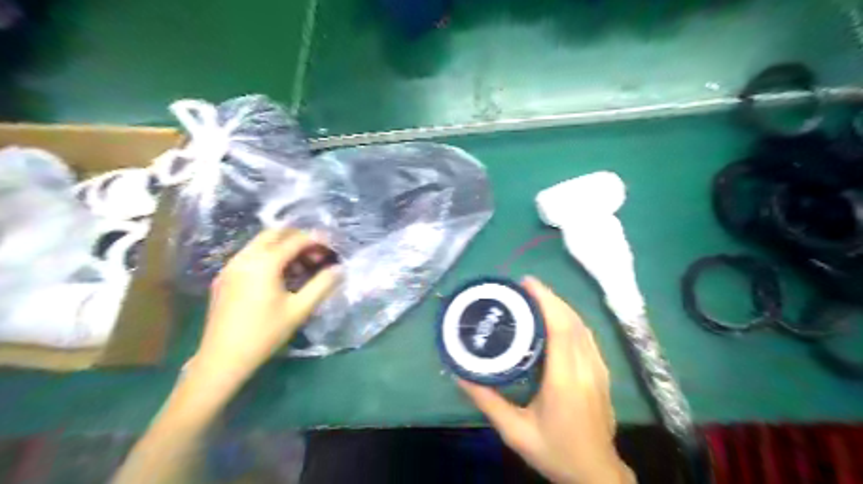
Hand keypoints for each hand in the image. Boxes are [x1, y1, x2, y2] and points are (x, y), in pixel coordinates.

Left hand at [195, 229, 339, 381]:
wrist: (222, 358)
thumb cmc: (265, 333)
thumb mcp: (299, 310)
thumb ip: (322, 285)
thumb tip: (340, 269)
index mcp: (264, 263)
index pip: (295, 240)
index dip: (316, 240)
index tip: (332, 245)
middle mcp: (245, 257)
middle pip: (274, 234)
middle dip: (298, 238)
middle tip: (316, 253)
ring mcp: (230, 266)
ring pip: (260, 243)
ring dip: (282, 246)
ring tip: (301, 266)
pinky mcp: (224, 277)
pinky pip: (249, 255)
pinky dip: (268, 256)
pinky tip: (278, 276)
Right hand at [458, 276, 631, 482]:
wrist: (596, 475)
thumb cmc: (555, 451)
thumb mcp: (515, 431)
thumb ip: (487, 401)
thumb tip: (460, 374)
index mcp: (565, 380)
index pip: (560, 328)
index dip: (545, 300)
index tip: (526, 283)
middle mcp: (586, 368)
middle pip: (572, 321)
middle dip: (550, 297)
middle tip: (525, 286)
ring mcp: (599, 370)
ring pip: (582, 326)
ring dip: (561, 306)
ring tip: (537, 297)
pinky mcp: (602, 373)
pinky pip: (587, 337)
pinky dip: (571, 320)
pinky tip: (557, 318)